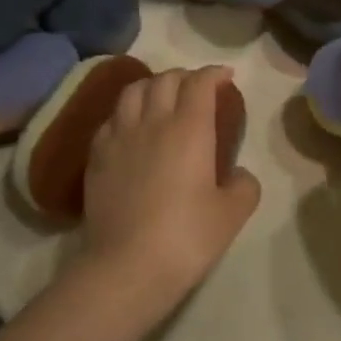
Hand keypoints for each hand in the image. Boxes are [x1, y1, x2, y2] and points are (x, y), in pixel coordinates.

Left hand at [79, 67, 259, 313]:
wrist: (126, 267)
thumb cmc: (186, 238)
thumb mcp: (232, 214)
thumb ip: (244, 186)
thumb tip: (238, 174)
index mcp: (189, 128)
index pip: (200, 83)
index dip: (214, 73)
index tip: (226, 77)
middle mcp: (153, 121)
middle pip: (166, 79)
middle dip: (185, 76)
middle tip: (197, 88)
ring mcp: (119, 136)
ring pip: (133, 91)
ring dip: (152, 86)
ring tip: (161, 98)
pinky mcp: (96, 156)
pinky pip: (111, 119)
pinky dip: (126, 113)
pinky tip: (131, 128)